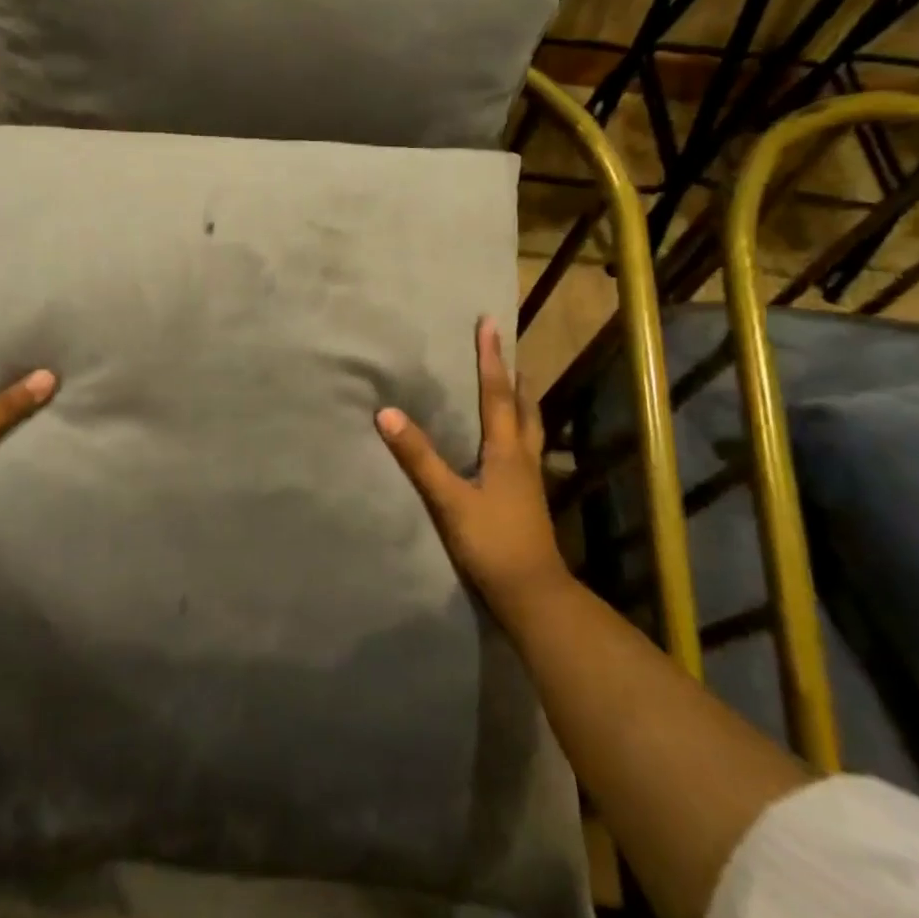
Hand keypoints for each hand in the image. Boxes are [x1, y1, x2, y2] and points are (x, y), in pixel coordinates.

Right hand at [376, 317, 570, 633]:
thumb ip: (419, 458)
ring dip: (520, 402)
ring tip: (513, 386)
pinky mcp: (526, 499)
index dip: (491, 358)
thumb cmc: (492, 543)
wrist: (532, 594)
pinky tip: (506, 443)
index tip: (489, 324)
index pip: (497, 394)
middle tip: (506, 352)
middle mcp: (522, 458)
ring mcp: (528, 480)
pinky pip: (523, 450)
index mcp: (506, 451)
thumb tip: (387, 413)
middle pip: (523, 407)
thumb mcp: (449, 500)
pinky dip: (516, 430)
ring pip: (528, 429)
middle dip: (513, 376)